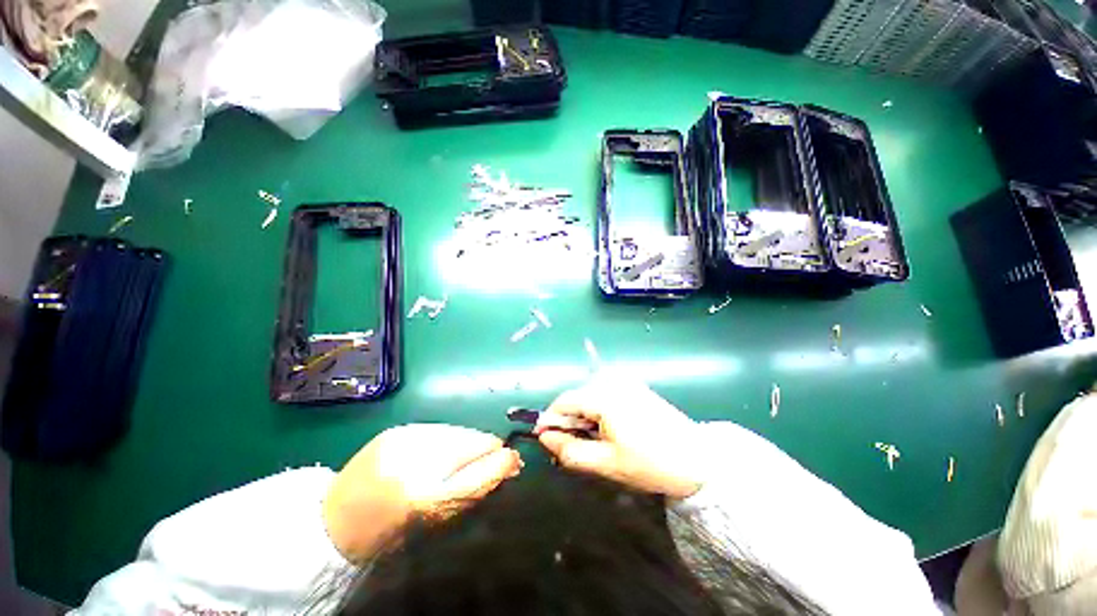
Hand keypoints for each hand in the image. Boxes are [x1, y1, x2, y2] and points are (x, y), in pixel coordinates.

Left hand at [323, 424, 521, 561]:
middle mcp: (416, 459)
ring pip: (457, 431)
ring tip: (465, 456)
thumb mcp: (438, 521)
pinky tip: (444, 449)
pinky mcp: (397, 430)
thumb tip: (509, 462)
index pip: (480, 466)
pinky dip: (449, 437)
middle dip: (485, 449)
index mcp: (425, 495)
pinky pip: (439, 428)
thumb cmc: (390, 534)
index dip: (500, 461)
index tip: (511, 463)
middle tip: (492, 460)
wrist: (333, 523)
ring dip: (468, 442)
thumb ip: (476, 488)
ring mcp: (404, 439)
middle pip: (471, 441)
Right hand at [536, 372, 705, 498]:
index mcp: (605, 396)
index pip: (565, 401)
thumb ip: (570, 450)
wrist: (698, 459)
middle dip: (569, 421)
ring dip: (584, 417)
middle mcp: (613, 381)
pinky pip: (605, 394)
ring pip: (590, 396)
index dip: (551, 419)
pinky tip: (609, 430)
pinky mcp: (635, 386)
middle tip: (573, 447)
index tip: (545, 439)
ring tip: (593, 442)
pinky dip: (599, 411)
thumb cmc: (650, 463)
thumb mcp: (606, 463)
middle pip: (577, 397)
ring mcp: (626, 382)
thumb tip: (544, 437)